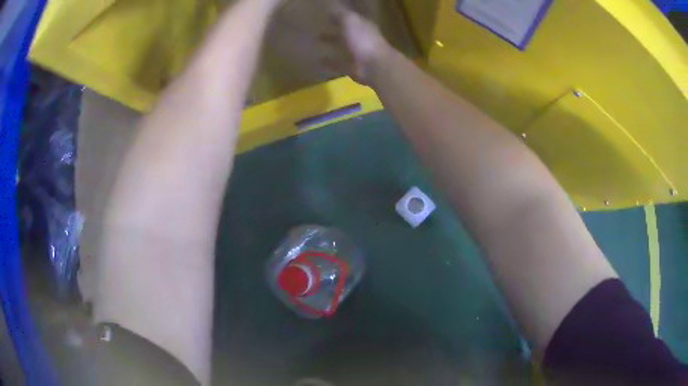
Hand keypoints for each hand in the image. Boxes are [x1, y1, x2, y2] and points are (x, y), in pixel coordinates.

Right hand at [320, 3, 390, 84]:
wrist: (374, 65)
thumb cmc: (363, 39)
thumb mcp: (350, 21)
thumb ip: (340, 14)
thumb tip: (331, 5)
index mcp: (363, 26)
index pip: (351, 19)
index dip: (340, 16)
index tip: (327, 15)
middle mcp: (361, 39)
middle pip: (346, 33)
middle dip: (335, 31)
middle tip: (319, 29)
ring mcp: (358, 54)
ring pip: (343, 48)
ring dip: (332, 45)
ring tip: (317, 43)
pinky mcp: (353, 68)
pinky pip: (339, 63)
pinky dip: (330, 62)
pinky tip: (319, 60)